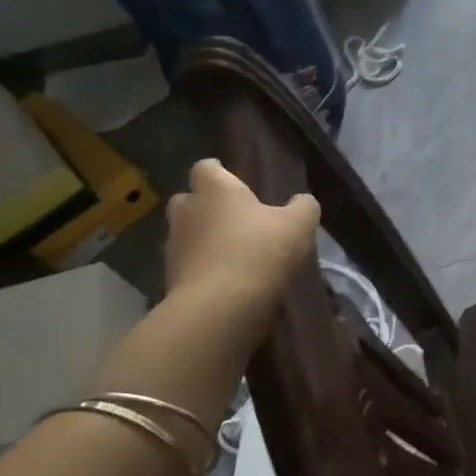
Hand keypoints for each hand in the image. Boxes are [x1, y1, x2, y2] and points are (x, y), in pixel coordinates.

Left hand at [163, 159, 318, 325]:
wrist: (219, 308)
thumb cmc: (259, 252)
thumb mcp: (299, 225)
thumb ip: (304, 207)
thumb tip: (302, 201)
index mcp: (215, 190)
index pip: (207, 167)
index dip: (220, 171)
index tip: (235, 180)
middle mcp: (187, 211)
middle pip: (191, 199)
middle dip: (208, 206)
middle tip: (236, 219)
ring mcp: (174, 246)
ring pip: (189, 234)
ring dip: (206, 240)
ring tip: (235, 255)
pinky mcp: (171, 278)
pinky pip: (190, 265)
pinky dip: (205, 268)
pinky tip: (229, 281)